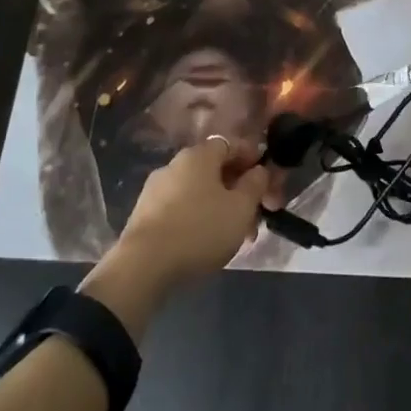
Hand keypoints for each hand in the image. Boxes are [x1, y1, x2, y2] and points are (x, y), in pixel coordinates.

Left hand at [116, 137, 273, 287]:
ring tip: (236, 236)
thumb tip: (259, 170)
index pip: (231, 144)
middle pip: (215, 170)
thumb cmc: (200, 229)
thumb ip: (255, 185)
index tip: (267, 179)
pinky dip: (199, 219)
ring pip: (199, 192)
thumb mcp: (241, 208)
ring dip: (221, 208)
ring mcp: (155, 190)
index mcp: (198, 155)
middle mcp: (174, 165)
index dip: (252, 158)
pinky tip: (208, 242)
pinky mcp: (144, 215)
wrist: (143, 266)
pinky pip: (181, 209)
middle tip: (256, 215)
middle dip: (239, 190)